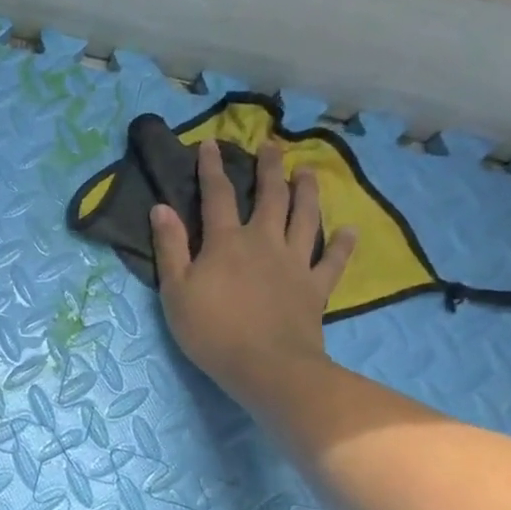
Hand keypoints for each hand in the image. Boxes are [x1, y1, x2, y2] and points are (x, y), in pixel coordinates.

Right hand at [150, 139, 355, 401]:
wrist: (266, 365)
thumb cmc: (211, 329)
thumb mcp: (176, 290)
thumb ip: (171, 247)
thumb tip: (162, 207)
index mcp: (226, 241)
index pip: (216, 195)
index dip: (212, 168)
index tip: (211, 143)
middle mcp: (263, 241)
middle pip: (269, 197)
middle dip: (269, 168)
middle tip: (273, 145)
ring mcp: (294, 262)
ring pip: (305, 217)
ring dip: (307, 192)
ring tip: (308, 172)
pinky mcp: (316, 286)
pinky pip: (332, 260)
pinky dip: (341, 244)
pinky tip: (348, 231)